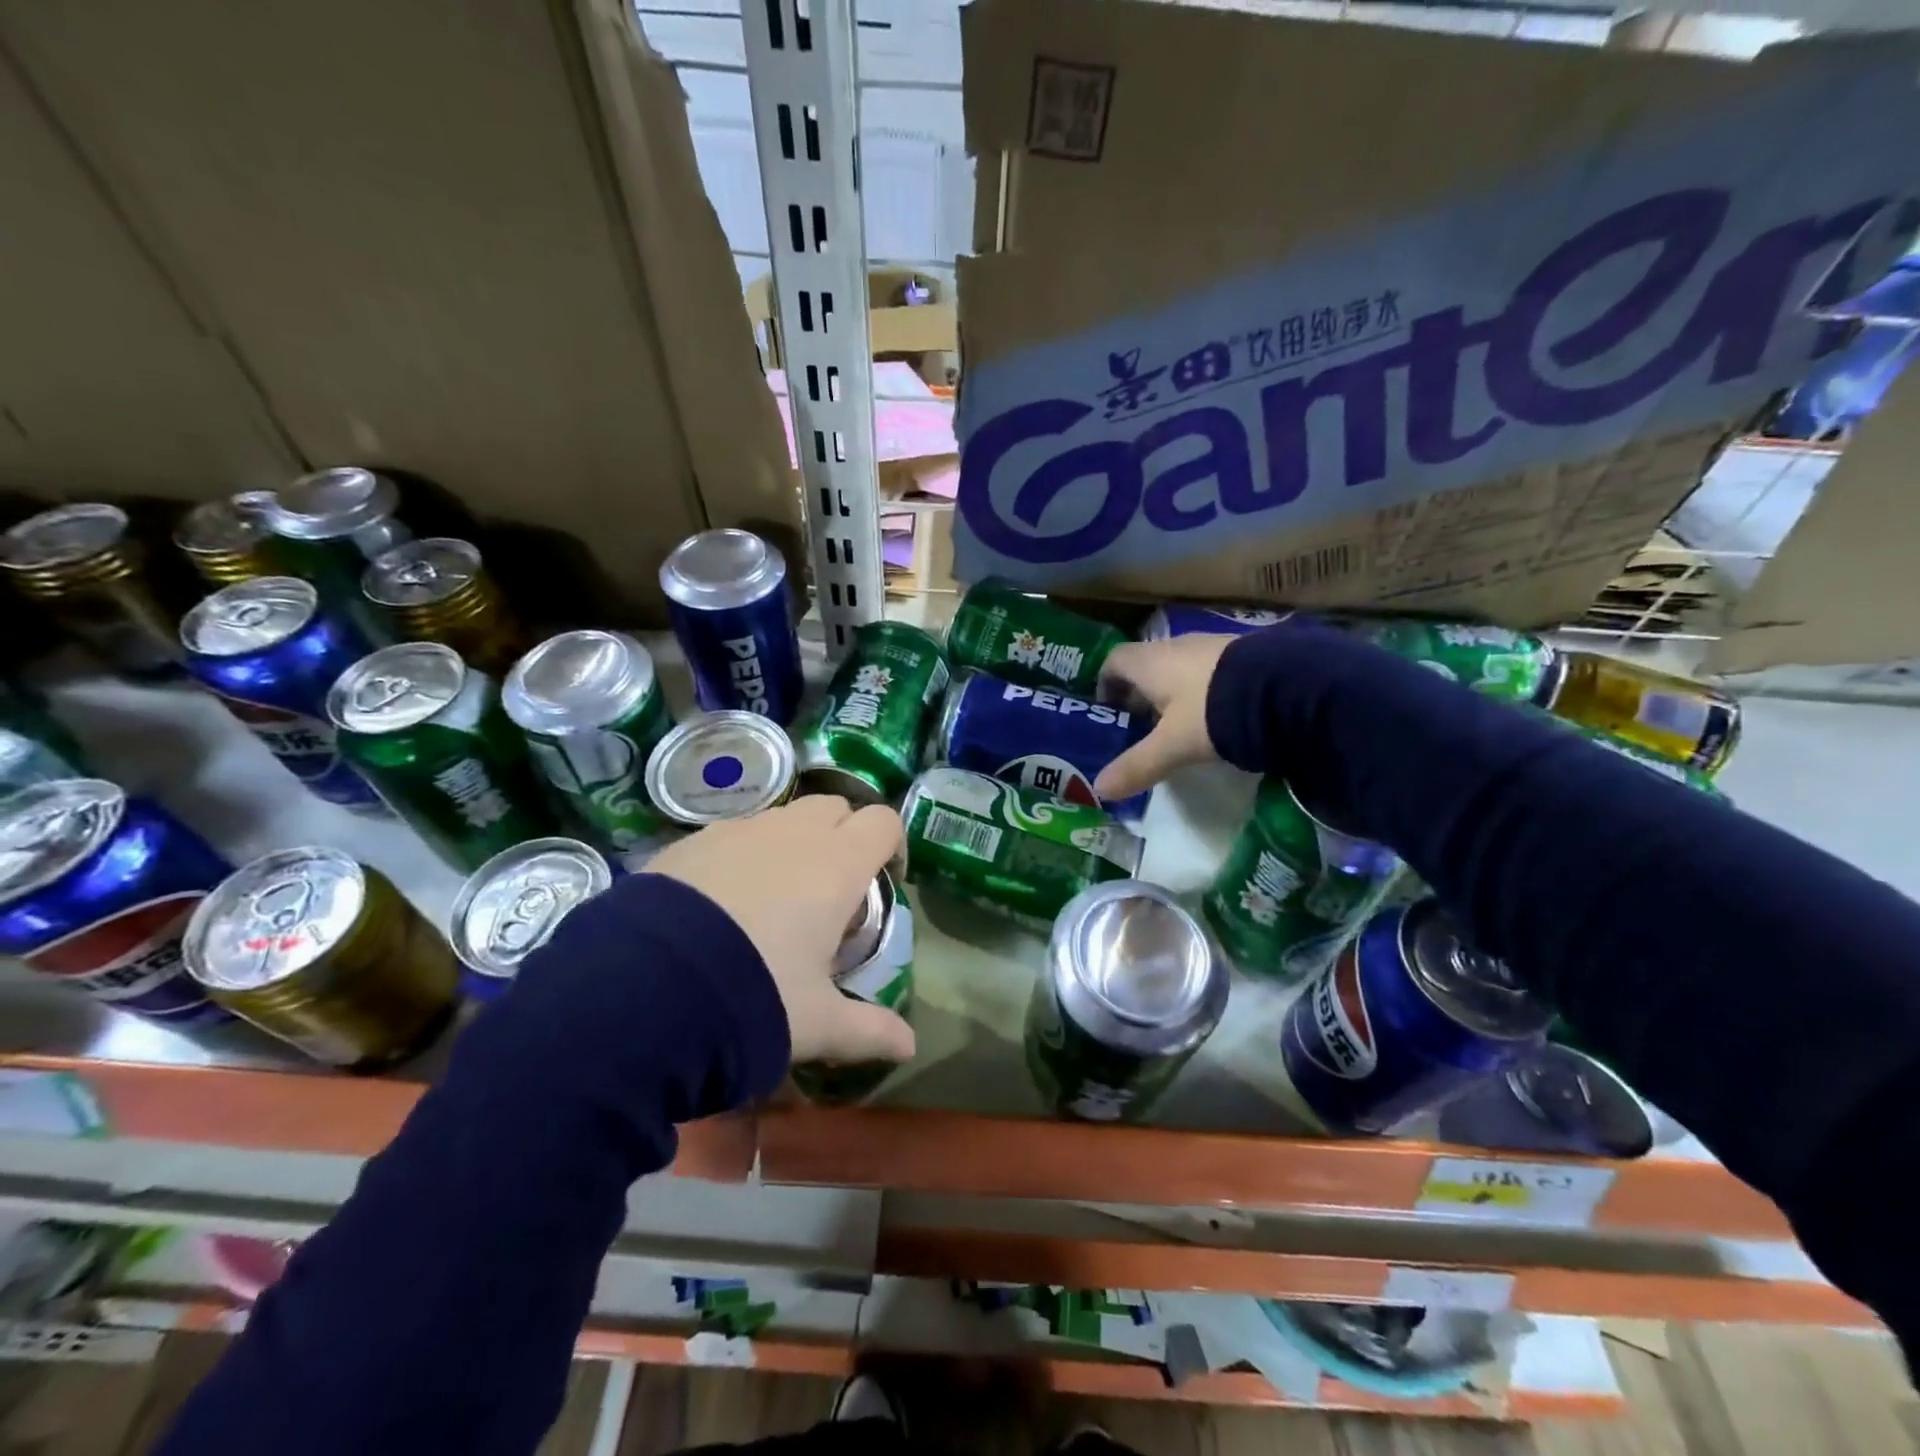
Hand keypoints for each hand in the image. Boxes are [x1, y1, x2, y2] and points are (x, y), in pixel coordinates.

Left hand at [646, 796, 914, 1066]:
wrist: (643, 989)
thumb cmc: (754, 996)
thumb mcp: (817, 1023)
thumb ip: (869, 1030)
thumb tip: (910, 1048)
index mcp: (836, 864)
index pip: (883, 822)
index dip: (892, 846)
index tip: (885, 882)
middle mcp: (792, 833)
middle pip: (835, 808)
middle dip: (844, 837)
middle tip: (834, 890)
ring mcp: (738, 830)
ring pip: (783, 818)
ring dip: (794, 843)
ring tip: (775, 899)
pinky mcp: (691, 840)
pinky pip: (735, 833)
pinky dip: (746, 854)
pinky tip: (722, 903)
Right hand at [1093, 634, 1233, 801]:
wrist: (1286, 689)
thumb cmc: (1212, 713)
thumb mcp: (1172, 746)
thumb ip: (1137, 766)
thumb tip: (1100, 789)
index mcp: (1151, 662)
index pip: (1114, 660)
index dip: (1106, 683)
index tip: (1109, 711)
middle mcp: (1177, 646)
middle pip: (1147, 664)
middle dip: (1140, 693)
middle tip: (1141, 726)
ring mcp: (1214, 645)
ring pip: (1180, 666)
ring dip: (1173, 691)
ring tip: (1180, 725)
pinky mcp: (1244, 653)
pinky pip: (1210, 669)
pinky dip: (1203, 689)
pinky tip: (1215, 715)